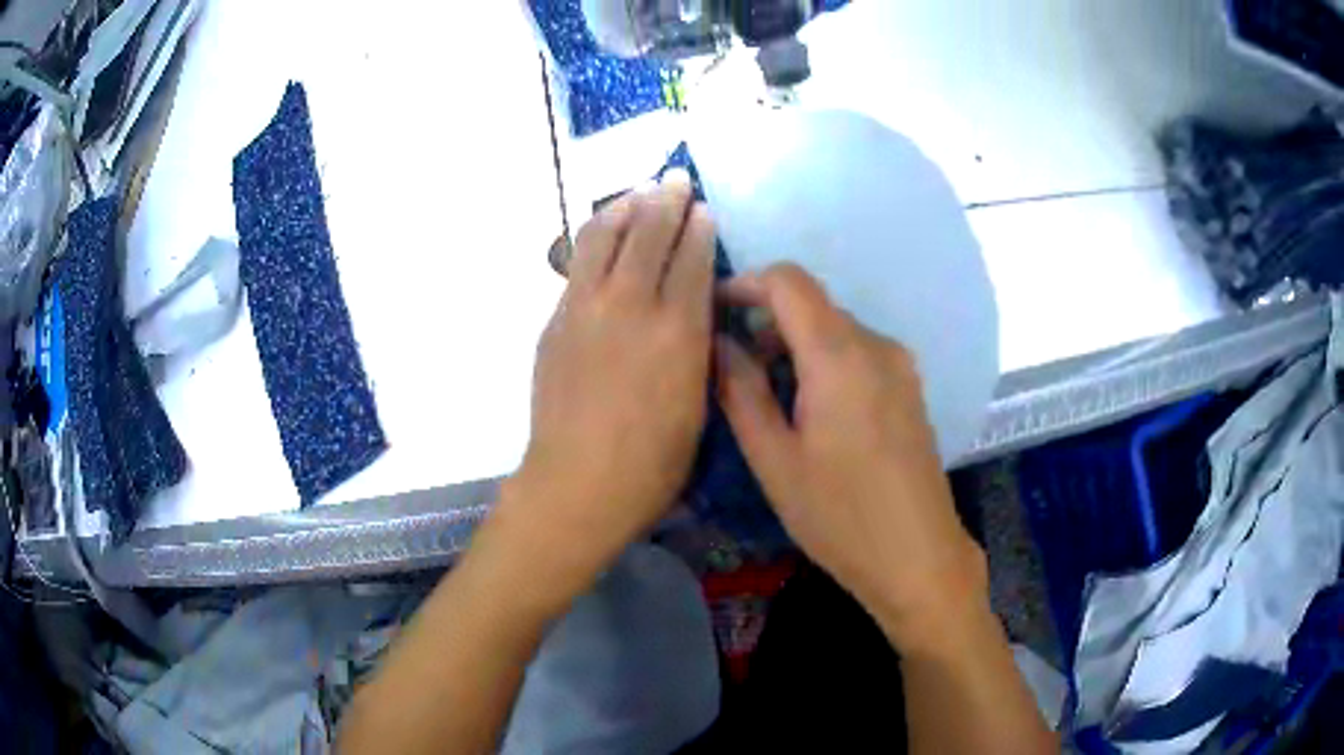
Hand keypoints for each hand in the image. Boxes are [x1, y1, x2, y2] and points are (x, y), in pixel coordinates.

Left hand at [496, 171, 715, 586]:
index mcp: (677, 329)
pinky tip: (604, 235)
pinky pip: (577, 263)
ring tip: (637, 193)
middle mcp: (630, 305)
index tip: (702, 208)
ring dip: (623, 206)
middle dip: (666, 199)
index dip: (698, 226)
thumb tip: (694, 305)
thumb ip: (697, 344)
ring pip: (602, 235)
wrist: (578, 484)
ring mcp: (584, 308)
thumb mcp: (698, 402)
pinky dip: (596, 238)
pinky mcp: (555, 321)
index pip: (690, 256)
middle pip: (648, 232)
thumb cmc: (653, 462)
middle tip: (675, 180)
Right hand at [715, 264, 987, 650]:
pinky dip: (826, 363)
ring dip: (796, 347)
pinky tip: (812, 412)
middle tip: (735, 372)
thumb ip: (741, 391)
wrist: (918, 556)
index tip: (716, 310)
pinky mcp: (910, 388)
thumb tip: (719, 342)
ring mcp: (900, 365)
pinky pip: (859, 353)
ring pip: (836, 330)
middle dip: (767, 324)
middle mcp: (876, 345)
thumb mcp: (775, 459)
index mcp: (839, 355)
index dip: (747, 283)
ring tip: (770, 400)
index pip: (789, 281)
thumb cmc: (839, 516)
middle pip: (813, 305)